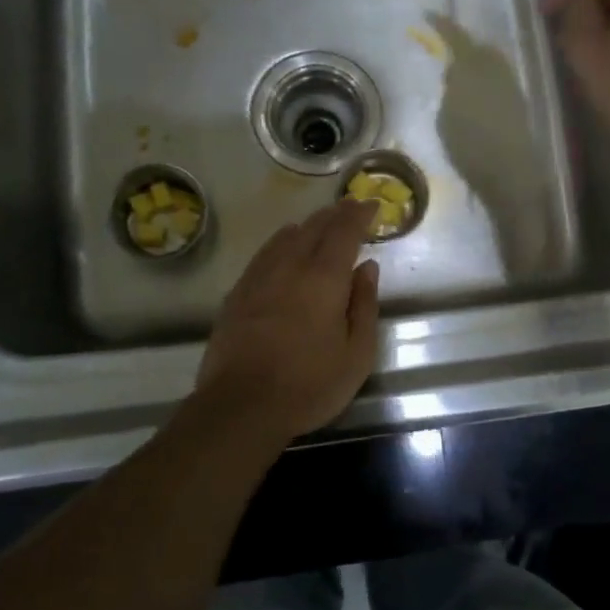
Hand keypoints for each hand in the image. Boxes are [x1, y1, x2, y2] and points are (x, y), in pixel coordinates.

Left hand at [189, 198, 381, 446]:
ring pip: (286, 236)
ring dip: (308, 225)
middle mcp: (291, 266)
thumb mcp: (356, 354)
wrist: (241, 405)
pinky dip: (282, 241)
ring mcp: (259, 277)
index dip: (359, 214)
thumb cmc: (309, 384)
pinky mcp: (238, 293)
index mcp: (324, 277)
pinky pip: (264, 253)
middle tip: (350, 207)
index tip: (371, 205)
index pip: (344, 231)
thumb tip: (367, 267)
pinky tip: (284, 246)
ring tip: (320, 223)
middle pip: (314, 227)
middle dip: (336, 214)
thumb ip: (365, 305)